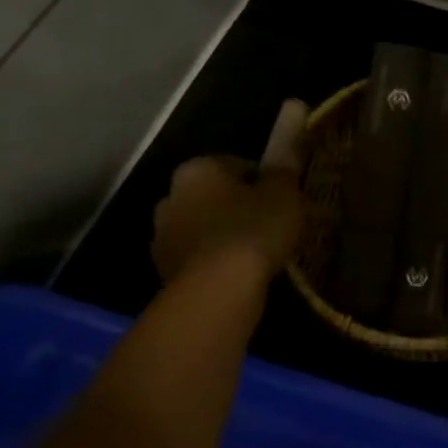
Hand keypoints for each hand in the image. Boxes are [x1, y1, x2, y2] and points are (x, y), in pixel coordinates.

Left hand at [151, 156, 302, 287]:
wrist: (217, 290)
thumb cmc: (252, 230)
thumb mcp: (284, 194)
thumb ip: (284, 171)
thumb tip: (285, 156)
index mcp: (198, 169)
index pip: (238, 165)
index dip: (265, 181)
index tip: (284, 200)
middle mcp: (171, 196)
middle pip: (215, 196)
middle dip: (239, 206)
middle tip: (271, 224)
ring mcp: (163, 236)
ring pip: (204, 227)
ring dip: (224, 234)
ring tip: (258, 252)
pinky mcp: (163, 270)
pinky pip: (198, 257)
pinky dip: (215, 261)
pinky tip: (240, 273)